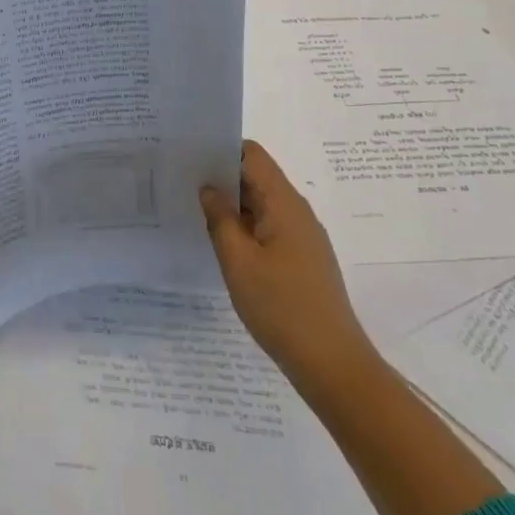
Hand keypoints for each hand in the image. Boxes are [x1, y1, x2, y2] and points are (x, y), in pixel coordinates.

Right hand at [200, 140, 376, 395]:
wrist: (333, 365)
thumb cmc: (281, 308)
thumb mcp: (238, 261)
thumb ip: (220, 218)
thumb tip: (208, 188)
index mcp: (284, 203)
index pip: (252, 154)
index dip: (221, 149)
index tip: (189, 155)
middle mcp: (297, 212)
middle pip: (256, 177)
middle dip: (221, 177)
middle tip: (181, 183)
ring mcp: (302, 237)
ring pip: (261, 205)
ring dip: (231, 205)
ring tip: (194, 211)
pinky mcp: (302, 259)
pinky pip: (268, 228)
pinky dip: (244, 227)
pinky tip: (221, 244)